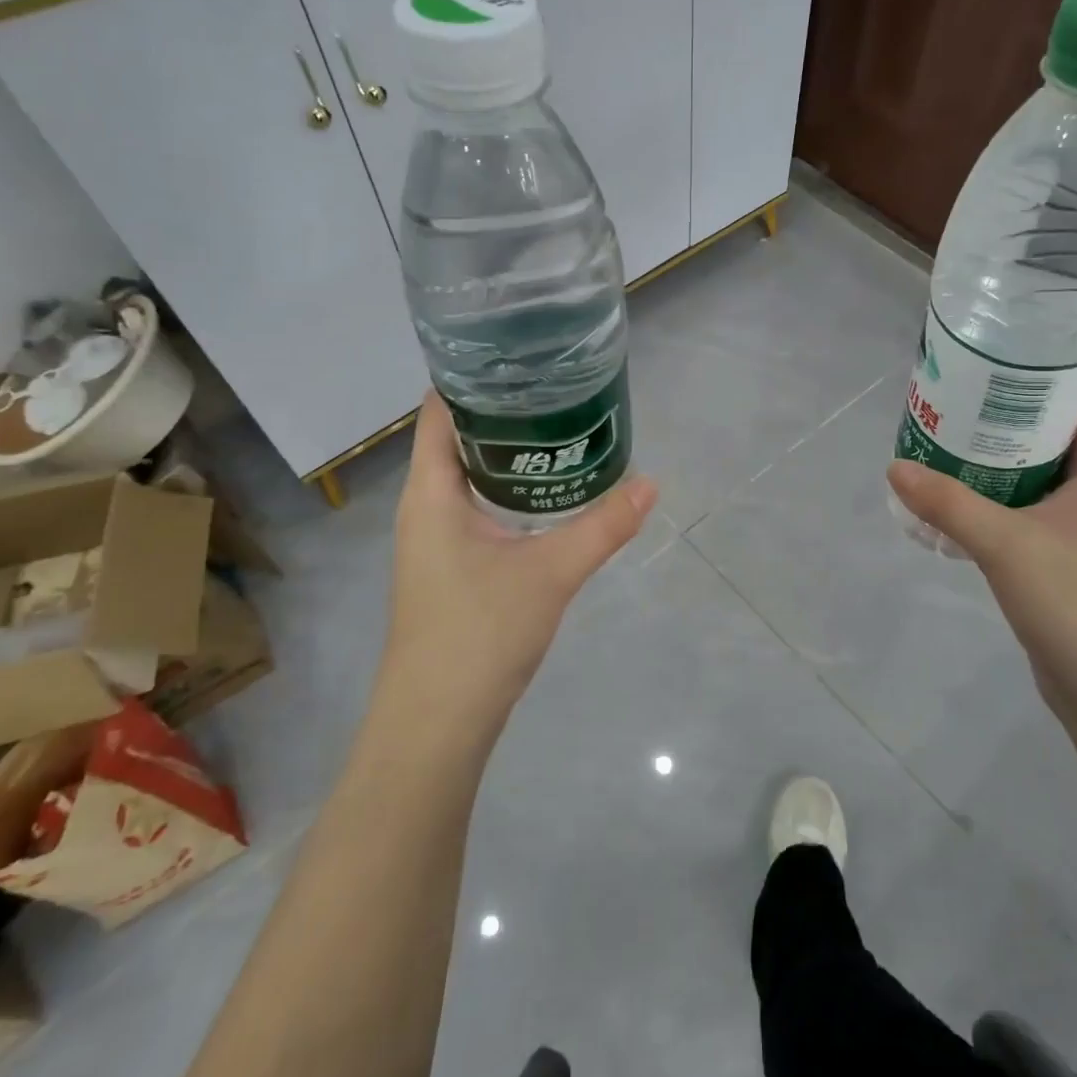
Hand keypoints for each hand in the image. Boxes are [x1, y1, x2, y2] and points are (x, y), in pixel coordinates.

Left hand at [378, 393, 657, 737]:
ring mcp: (435, 538)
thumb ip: (603, 525)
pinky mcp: (451, 565)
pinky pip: (478, 506)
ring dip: (508, 451)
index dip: (472, 377)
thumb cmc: (479, 632)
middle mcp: (426, 506)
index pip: (439, 411)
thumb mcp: (551, 572)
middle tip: (557, 385)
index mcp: (431, 492)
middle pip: (458, 437)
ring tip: (560, 425)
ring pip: (469, 475)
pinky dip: (509, 487)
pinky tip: (548, 491)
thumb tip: (651, 483)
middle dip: (503, 410)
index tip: (520, 355)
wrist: (439, 721)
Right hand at [887, 385, 1076, 725]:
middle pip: (1057, 425)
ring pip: (1039, 466)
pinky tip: (956, 494)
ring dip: (998, 451)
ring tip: (946, 434)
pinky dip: (996, 490)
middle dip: (1009, 406)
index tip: (997, 352)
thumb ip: (948, 504)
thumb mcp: (1006, 546)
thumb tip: (894, 467)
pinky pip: (1028, 503)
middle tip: (955, 391)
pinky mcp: (1066, 551)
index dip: (1050, 366)